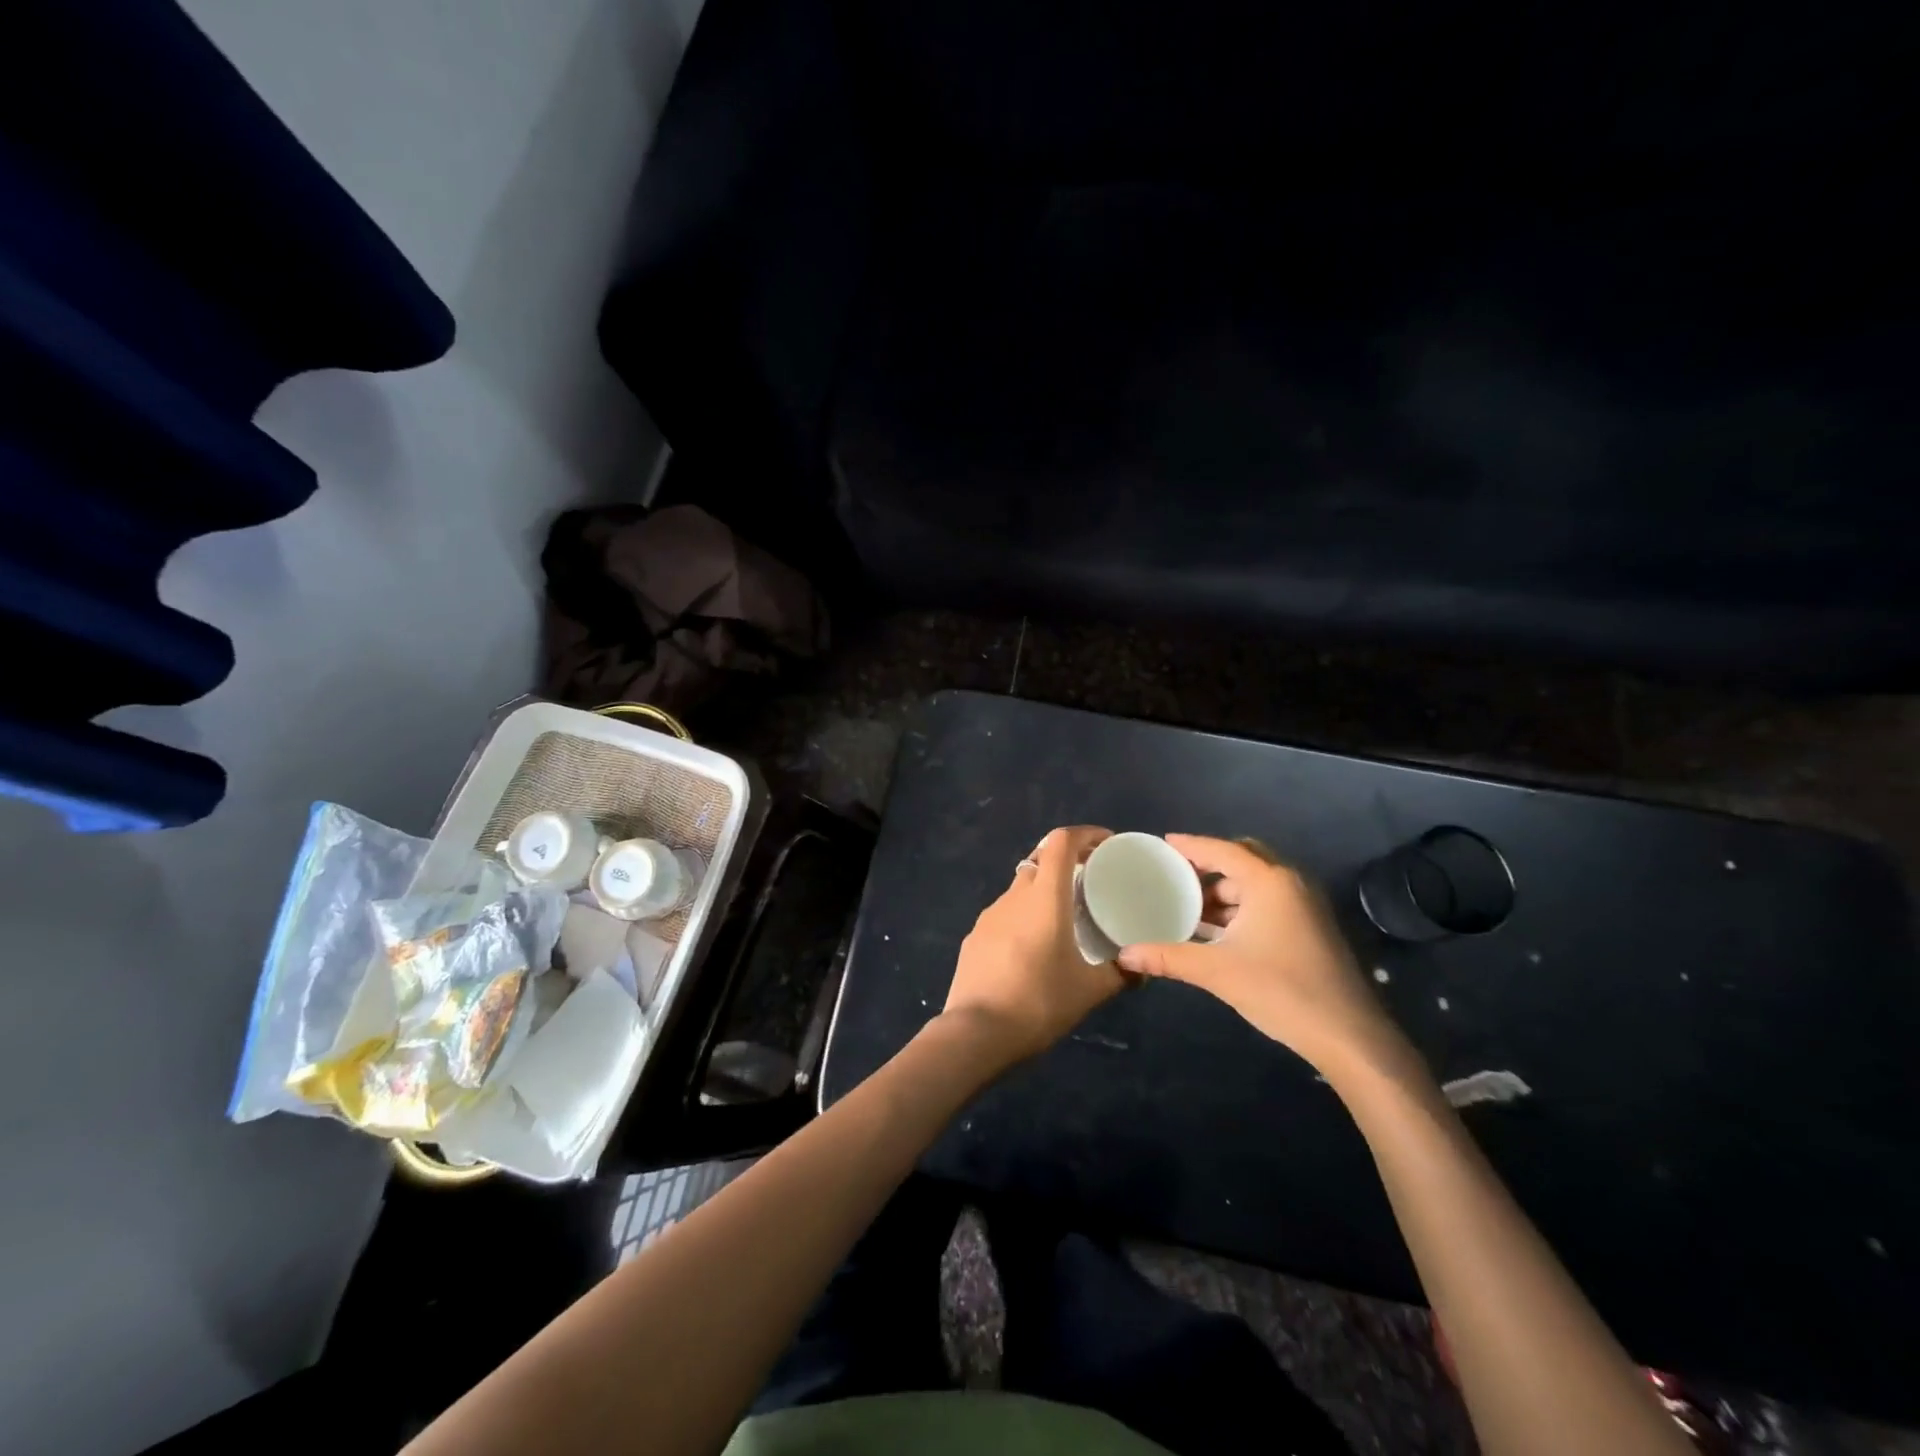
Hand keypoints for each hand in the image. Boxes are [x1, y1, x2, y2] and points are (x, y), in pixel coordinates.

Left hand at [941, 825, 1122, 1066]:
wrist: (976, 1033)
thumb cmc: (1039, 1002)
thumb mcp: (1089, 991)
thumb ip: (1121, 974)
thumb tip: (1144, 968)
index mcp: (1044, 898)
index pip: (1060, 842)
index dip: (1085, 834)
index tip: (1106, 844)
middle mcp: (1014, 896)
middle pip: (1040, 862)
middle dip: (1065, 865)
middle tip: (1090, 885)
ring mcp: (989, 916)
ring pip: (1020, 889)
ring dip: (1042, 894)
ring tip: (1063, 921)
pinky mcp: (974, 937)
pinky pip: (1004, 916)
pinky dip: (1022, 919)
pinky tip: (1032, 950)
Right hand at [1116, 835, 1409, 1075]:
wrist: (1348, 1035)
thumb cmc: (1281, 991)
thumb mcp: (1217, 972)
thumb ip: (1169, 957)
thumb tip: (1125, 954)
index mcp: (1269, 882)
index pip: (1222, 850)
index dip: (1191, 845)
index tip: (1163, 844)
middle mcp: (1289, 883)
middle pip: (1243, 858)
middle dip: (1210, 864)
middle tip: (1177, 875)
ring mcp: (1305, 905)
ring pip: (1257, 883)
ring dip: (1225, 890)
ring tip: (1190, 907)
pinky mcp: (1311, 927)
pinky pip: (1269, 901)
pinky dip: (1242, 907)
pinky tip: (1218, 930)